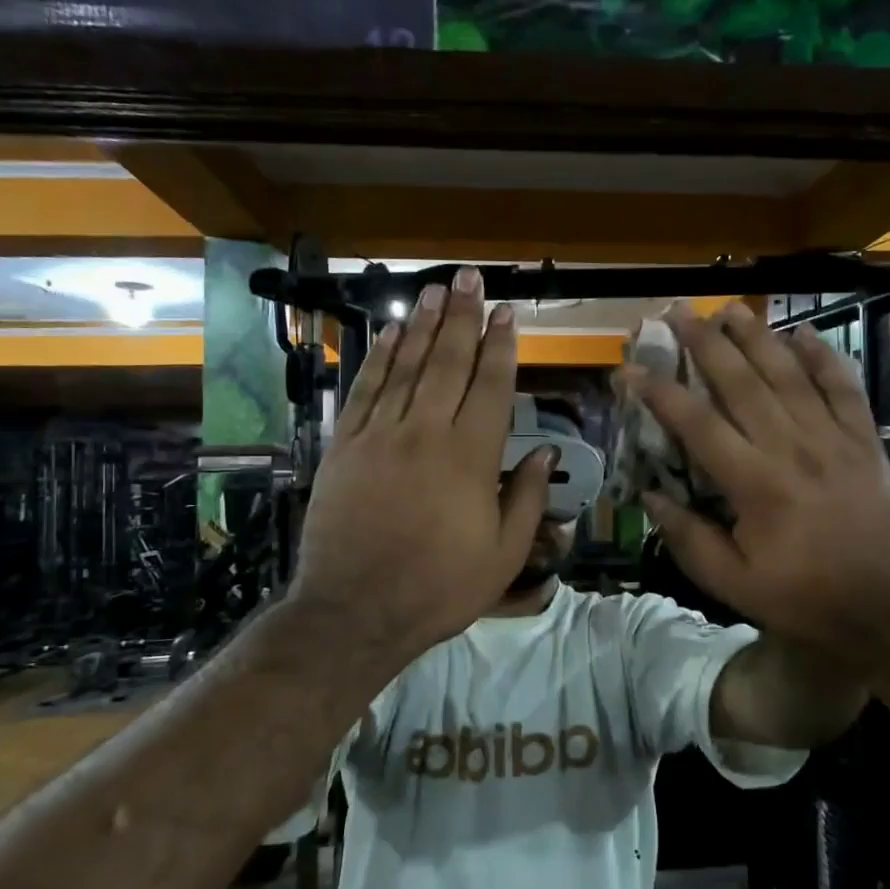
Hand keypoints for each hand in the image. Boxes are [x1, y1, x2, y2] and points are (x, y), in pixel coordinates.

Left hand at [290, 268, 552, 668]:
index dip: (502, 346)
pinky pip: (366, 390)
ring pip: (407, 367)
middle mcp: (427, 433)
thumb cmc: (439, 588)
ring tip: (437, 291)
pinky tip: (392, 333)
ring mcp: (380, 435)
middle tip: (470, 278)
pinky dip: (380, 358)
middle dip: (463, 317)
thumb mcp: (503, 556)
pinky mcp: (345, 446)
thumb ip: (526, 498)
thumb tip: (545, 452)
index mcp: (471, 458)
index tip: (507, 313)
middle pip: (449, 363)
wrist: (355, 610)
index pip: (492, 386)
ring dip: (424, 325)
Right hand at [626, 303, 889, 660]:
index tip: (630, 369)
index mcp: (755, 484)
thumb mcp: (732, 583)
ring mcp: (833, 440)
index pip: (697, 424)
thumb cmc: (802, 598)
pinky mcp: (865, 441)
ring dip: (757, 337)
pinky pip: (844, 388)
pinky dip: (824, 357)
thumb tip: (650, 494)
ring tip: (729, 309)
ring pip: (790, 375)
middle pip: (742, 383)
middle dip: (706, 344)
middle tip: (679, 313)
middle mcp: (792, 448)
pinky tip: (803, 333)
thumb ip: (688, 537)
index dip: (660, 393)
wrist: (885, 609)